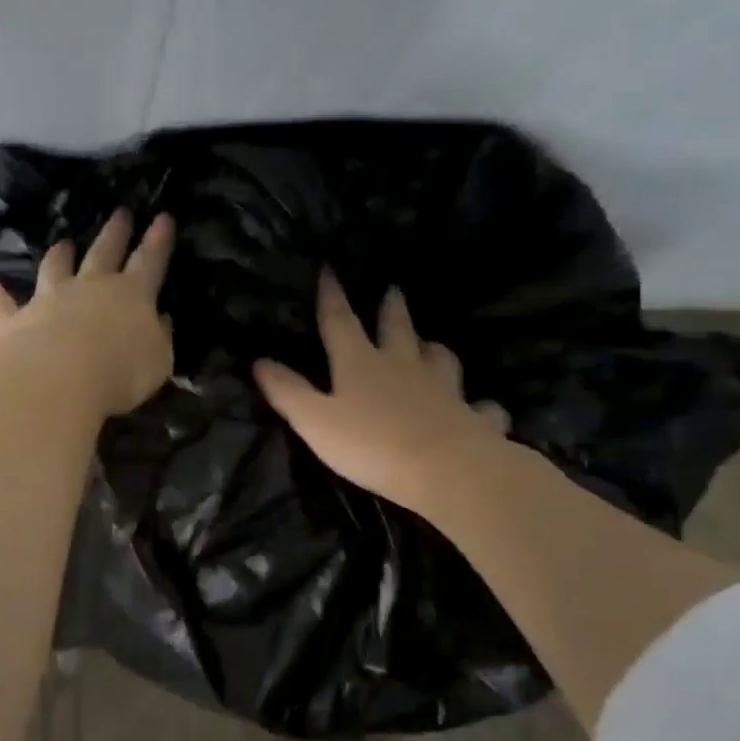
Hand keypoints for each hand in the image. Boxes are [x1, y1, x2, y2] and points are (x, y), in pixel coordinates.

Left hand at [0, 210, 175, 417]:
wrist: (56, 379)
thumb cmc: (118, 372)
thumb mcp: (156, 361)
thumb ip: (158, 338)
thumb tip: (160, 320)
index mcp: (130, 295)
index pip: (149, 261)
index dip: (158, 241)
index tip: (163, 218)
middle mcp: (89, 287)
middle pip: (103, 253)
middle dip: (114, 233)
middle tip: (120, 214)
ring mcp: (48, 300)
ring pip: (54, 268)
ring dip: (59, 255)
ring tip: (63, 244)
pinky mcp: (14, 319)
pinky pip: (3, 303)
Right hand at [254, 272, 509, 512]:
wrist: (448, 471)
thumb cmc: (371, 444)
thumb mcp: (315, 420)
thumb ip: (288, 391)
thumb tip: (259, 360)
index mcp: (361, 364)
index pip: (340, 323)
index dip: (332, 297)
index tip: (329, 269)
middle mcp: (404, 367)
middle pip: (397, 330)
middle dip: (391, 310)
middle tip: (393, 291)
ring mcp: (444, 391)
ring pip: (440, 360)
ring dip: (433, 350)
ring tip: (429, 345)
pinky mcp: (473, 418)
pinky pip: (479, 407)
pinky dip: (478, 406)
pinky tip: (479, 408)